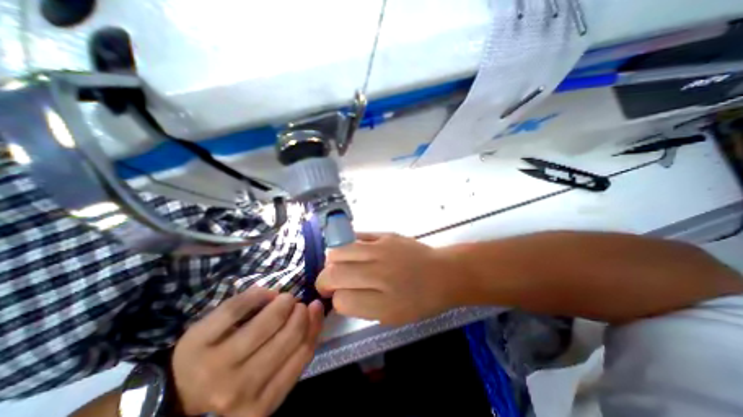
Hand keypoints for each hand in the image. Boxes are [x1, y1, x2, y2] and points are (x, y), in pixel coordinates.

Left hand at [174, 287, 325, 416]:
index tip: (316, 307)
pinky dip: (258, 294)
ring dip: (283, 302)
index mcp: (260, 405)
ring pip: (267, 321)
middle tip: (297, 304)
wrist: (180, 392)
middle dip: (300, 312)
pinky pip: (238, 307)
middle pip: (288, 336)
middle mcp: (238, 390)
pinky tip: (265, 294)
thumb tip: (315, 312)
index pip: (302, 354)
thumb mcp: (267, 382)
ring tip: (284, 299)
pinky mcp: (197, 341)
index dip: (314, 323)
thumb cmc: (235, 381)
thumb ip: (294, 354)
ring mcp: (215, 365)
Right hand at [315, 232, 462, 323]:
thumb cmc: (420, 300)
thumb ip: (362, 307)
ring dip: (333, 261)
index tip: (339, 297)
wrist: (442, 273)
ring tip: (340, 265)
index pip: (341, 301)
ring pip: (338, 252)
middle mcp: (380, 275)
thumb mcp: (392, 316)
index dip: (336, 300)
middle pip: (333, 274)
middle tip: (331, 282)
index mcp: (384, 304)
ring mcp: (382, 250)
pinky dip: (347, 246)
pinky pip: (355, 237)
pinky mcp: (385, 235)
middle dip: (325, 281)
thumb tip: (339, 293)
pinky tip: (352, 252)